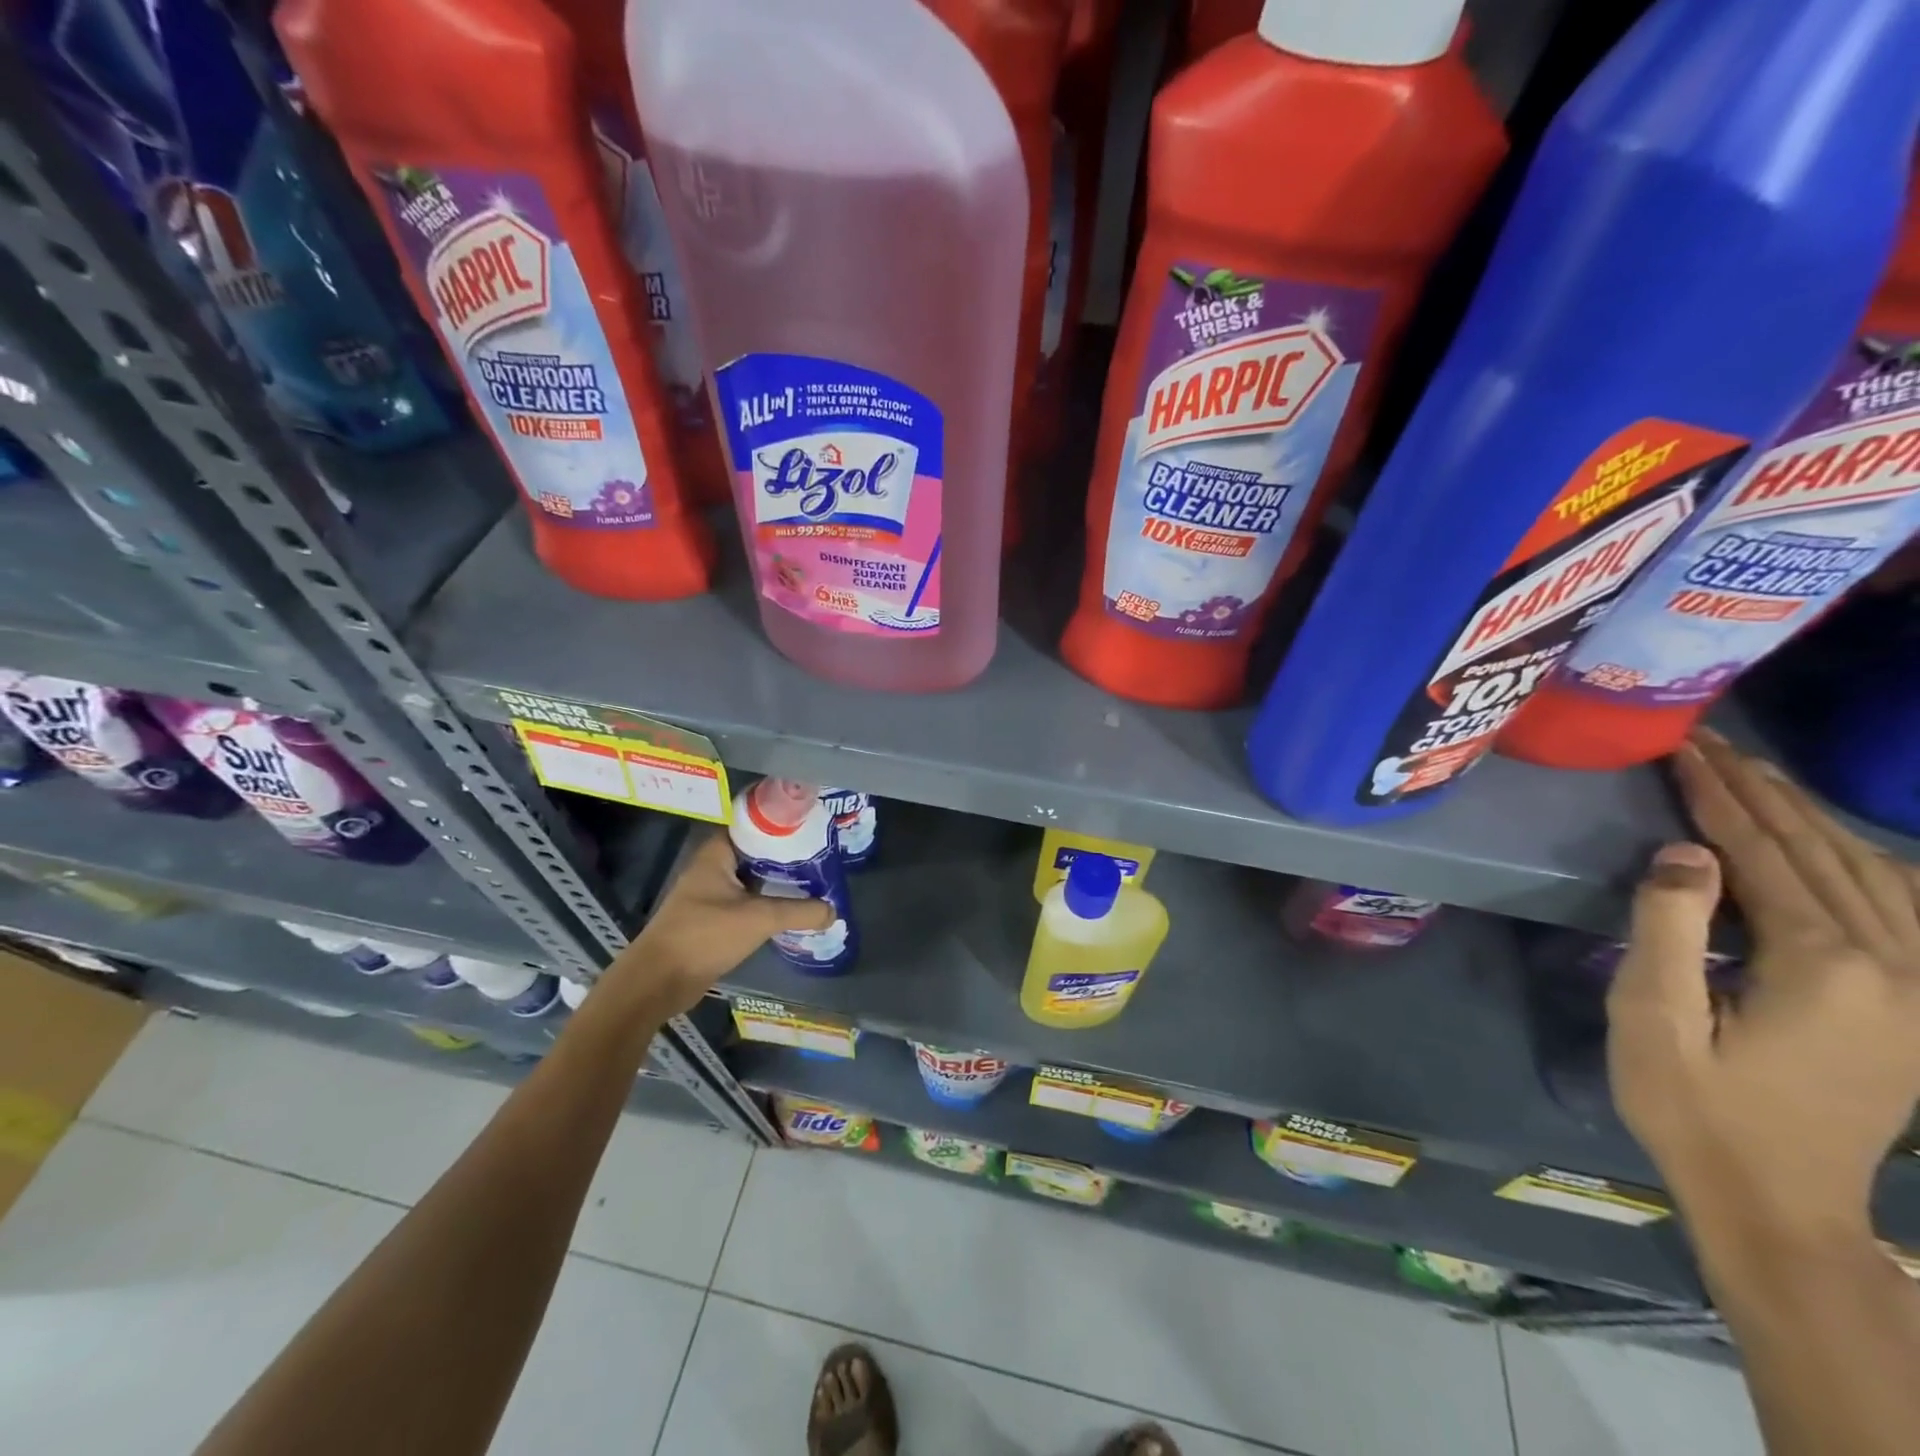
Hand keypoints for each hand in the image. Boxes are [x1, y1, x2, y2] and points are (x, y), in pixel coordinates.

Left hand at [597, 831, 833, 1017]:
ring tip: (814, 878)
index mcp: (716, 854)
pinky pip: (747, 901)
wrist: (659, 981)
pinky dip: (767, 902)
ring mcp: (710, 894)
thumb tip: (833, 911)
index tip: (809, 824)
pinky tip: (792, 908)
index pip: (751, 824)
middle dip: (785, 853)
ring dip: (777, 880)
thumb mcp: (759, 919)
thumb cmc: (704, 936)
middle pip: (754, 852)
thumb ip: (799, 912)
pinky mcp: (713, 919)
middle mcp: (712, 868)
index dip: (779, 822)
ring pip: (752, 878)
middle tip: (820, 853)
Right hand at [1608, 730, 1919, 1245]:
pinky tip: (1830, 841)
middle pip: (1822, 852)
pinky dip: (1858, 857)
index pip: (1763, 853)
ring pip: (1870, 871)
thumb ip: (1669, 928)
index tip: (1683, 748)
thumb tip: (1686, 852)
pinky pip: (1902, 906)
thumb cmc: (1693, 1105)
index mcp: (1824, 965)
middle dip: (1761, 791)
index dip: (1718, 797)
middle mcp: (1894, 964)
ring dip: (1807, 815)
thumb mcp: (1653, 1016)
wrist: (1779, 1199)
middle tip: (1712, 743)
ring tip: (1753, 775)